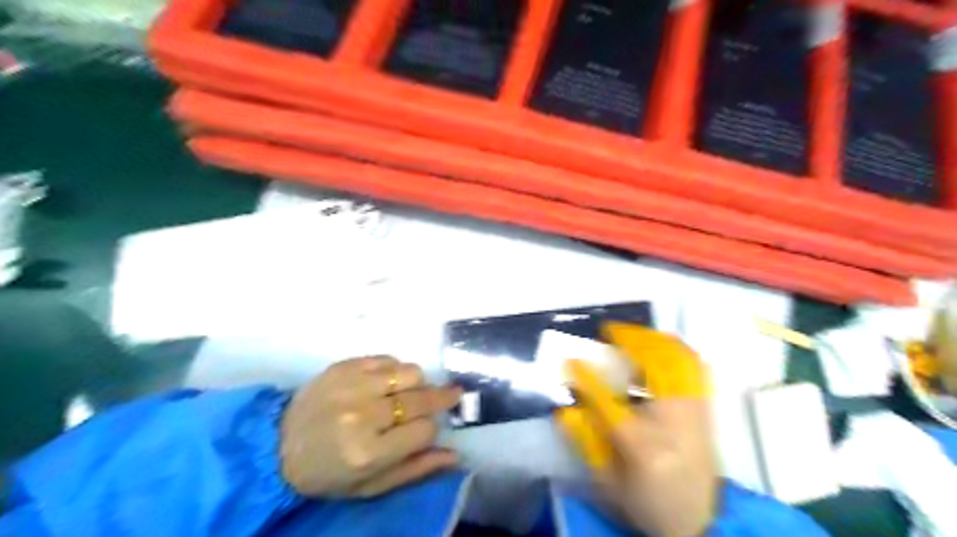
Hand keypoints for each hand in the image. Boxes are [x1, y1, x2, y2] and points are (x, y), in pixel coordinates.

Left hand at [281, 357, 463, 499]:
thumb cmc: (328, 472)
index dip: (430, 430)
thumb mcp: (371, 486)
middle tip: (450, 395)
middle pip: (421, 397)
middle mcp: (362, 415)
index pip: (425, 430)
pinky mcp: (343, 366)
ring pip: (410, 372)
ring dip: (416, 383)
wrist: (278, 446)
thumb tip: (454, 455)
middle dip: (440, 398)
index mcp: (368, 452)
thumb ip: (415, 470)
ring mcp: (352, 385)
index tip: (424, 431)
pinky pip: (388, 358)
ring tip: (408, 392)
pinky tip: (386, 382)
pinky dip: (394, 370)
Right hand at [562, 324, 717, 536]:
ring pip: (680, 360)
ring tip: (633, 334)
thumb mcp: (607, 482)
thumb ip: (585, 441)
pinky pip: (697, 368)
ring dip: (654, 339)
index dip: (585, 376)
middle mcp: (673, 422)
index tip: (570, 359)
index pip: (607, 400)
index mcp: (642, 445)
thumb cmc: (647, 504)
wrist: (700, 526)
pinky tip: (662, 345)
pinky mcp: (707, 411)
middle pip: (655, 366)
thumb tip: (564, 408)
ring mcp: (695, 413)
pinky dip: (678, 349)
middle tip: (610, 331)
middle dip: (631, 340)